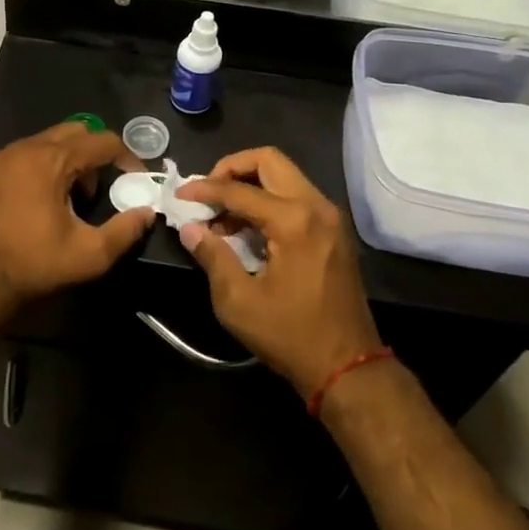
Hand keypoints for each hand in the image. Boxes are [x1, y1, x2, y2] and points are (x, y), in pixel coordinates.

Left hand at [0, 121, 153, 321]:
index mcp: (51, 160)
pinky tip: (31, 203)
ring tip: (65, 201)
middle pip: (72, 133)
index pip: (101, 141)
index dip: (125, 157)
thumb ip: (125, 230)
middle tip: (96, 191)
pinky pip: (16, 157)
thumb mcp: (89, 255)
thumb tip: (146, 212)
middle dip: (93, 155)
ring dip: (63, 162)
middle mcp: (22, 148)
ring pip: (42, 143)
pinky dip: (33, 169)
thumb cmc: (32, 265)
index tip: (135, 179)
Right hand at [173, 147, 381, 401]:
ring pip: (284, 175)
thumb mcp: (238, 302)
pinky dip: (268, 200)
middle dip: (232, 169)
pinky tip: (247, 229)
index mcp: (294, 220)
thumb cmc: (291, 336)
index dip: (204, 189)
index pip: (239, 189)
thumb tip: (189, 228)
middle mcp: (316, 206)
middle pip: (269, 161)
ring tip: (222, 216)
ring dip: (250, 184)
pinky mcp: (333, 230)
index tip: (179, 196)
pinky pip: (296, 196)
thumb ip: (212, 256)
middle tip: (207, 192)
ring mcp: (329, 216)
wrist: (349, 368)